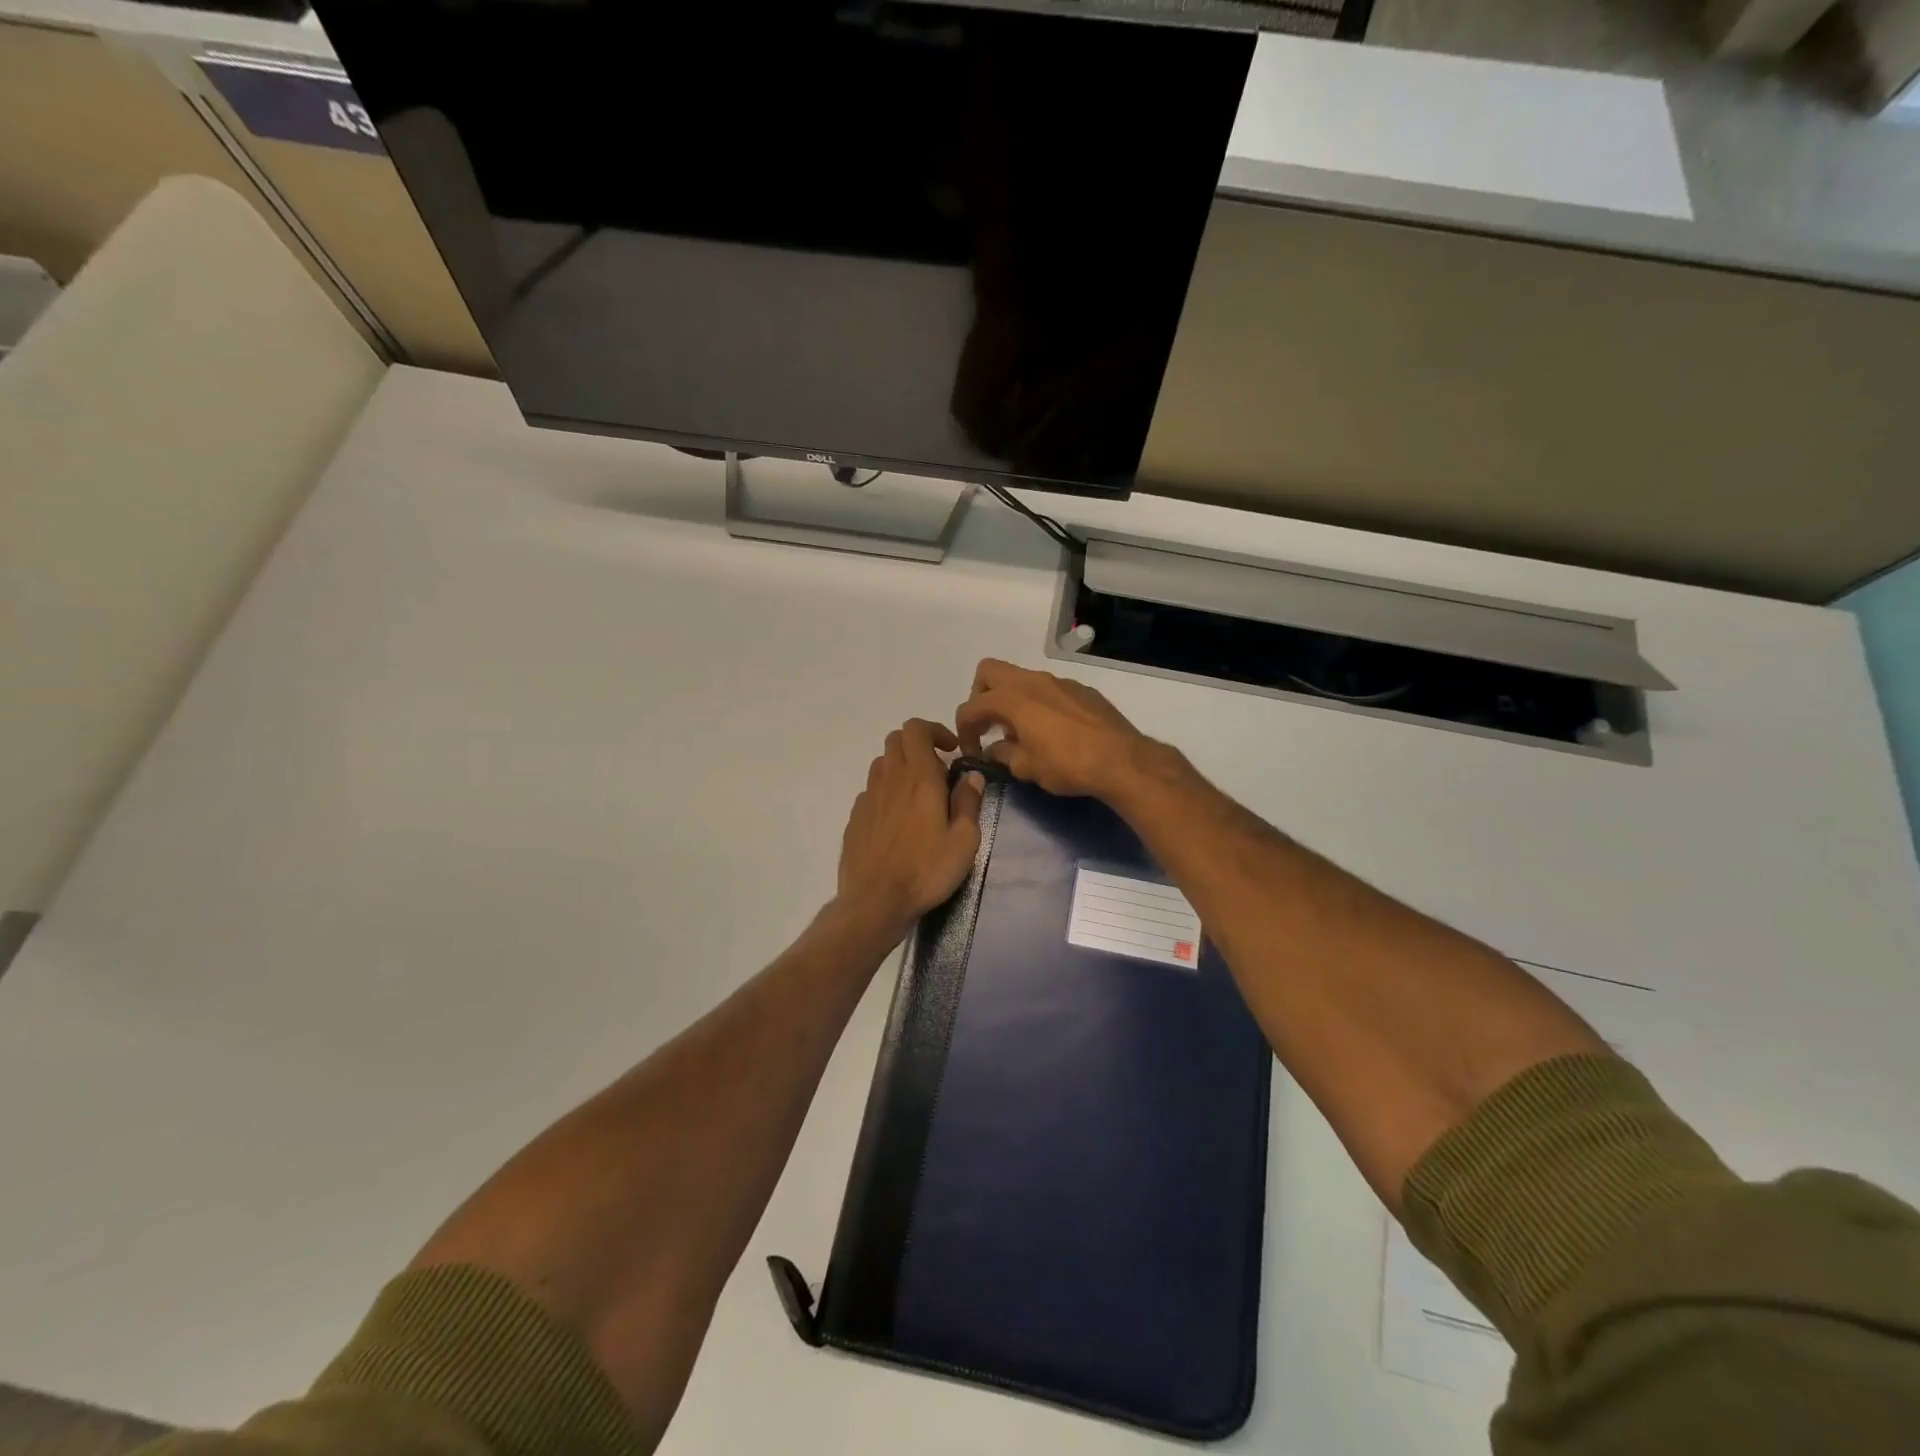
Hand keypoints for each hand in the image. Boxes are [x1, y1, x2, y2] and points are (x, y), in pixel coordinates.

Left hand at [836, 719, 985, 938]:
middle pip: (896, 740)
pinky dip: (886, 793)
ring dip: (901, 768)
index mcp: (919, 778)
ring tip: (918, 796)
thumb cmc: (926, 870)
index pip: (916, 729)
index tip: (951, 750)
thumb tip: (972, 776)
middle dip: (918, 745)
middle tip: (937, 771)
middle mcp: (890, 779)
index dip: (934, 730)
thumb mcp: (964, 841)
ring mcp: (868, 798)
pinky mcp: (855, 818)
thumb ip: (969, 803)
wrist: (875, 901)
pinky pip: (871, 791)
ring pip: (882, 764)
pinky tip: (897, 821)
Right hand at [954, 659, 1154, 801]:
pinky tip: (1051, 730)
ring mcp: (1058, 681)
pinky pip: (1048, 688)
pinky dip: (1038, 702)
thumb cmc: (1067, 765)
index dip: (964, 729)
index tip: (972, 750)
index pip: (971, 706)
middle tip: (989, 724)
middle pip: (989, 672)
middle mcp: (1032, 681)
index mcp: (1012, 698)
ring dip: (1011, 699)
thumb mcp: (1026, 768)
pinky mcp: (1080, 689)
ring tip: (1020, 730)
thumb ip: (1003, 754)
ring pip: (1021, 678)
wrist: (1122, 760)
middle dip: (980, 696)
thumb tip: (994, 749)